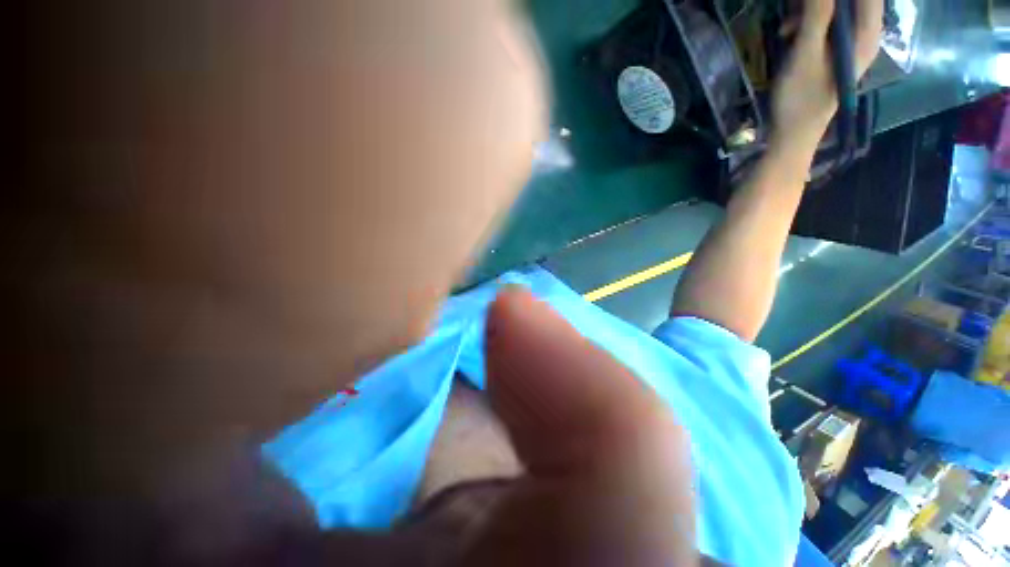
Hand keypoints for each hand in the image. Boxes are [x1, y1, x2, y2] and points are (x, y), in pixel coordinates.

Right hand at [772, 0, 883, 144]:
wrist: (793, 132)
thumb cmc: (802, 97)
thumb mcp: (806, 55)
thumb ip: (818, 16)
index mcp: (866, 34)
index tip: (814, 2)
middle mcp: (863, 34)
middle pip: (852, 2)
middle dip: (821, 2)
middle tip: (796, 8)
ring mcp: (849, 43)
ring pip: (837, 9)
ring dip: (811, 9)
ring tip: (787, 25)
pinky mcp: (834, 50)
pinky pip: (826, 22)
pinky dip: (807, 21)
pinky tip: (789, 33)